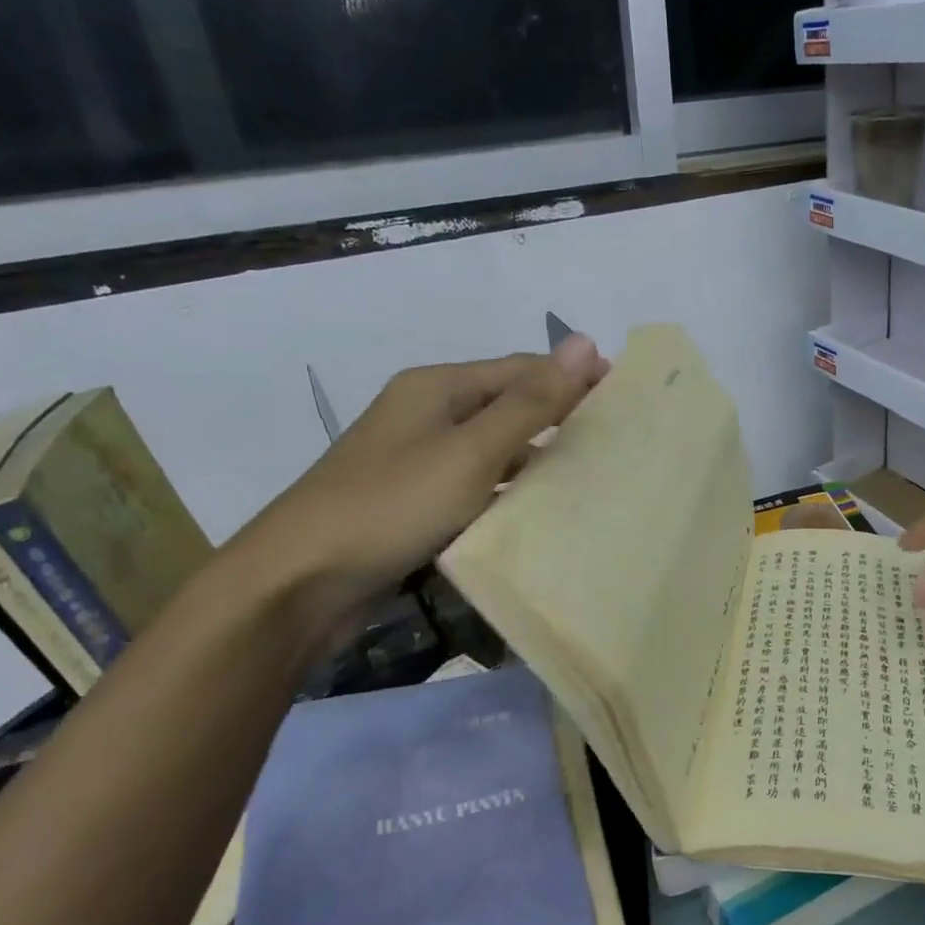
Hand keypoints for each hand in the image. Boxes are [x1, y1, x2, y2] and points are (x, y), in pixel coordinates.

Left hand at [226, 335, 607, 646]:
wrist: (300, 582)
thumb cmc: (392, 505)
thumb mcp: (471, 451)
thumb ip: (531, 402)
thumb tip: (586, 342)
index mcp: (437, 387)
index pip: (521, 369)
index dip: (572, 379)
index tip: (624, 400)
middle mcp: (426, 414)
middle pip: (507, 406)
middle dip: (558, 419)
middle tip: (613, 443)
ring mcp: (417, 460)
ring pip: (492, 449)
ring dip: (535, 458)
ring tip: (589, 478)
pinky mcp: (413, 502)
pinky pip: (474, 485)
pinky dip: (507, 491)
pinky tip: (537, 511)